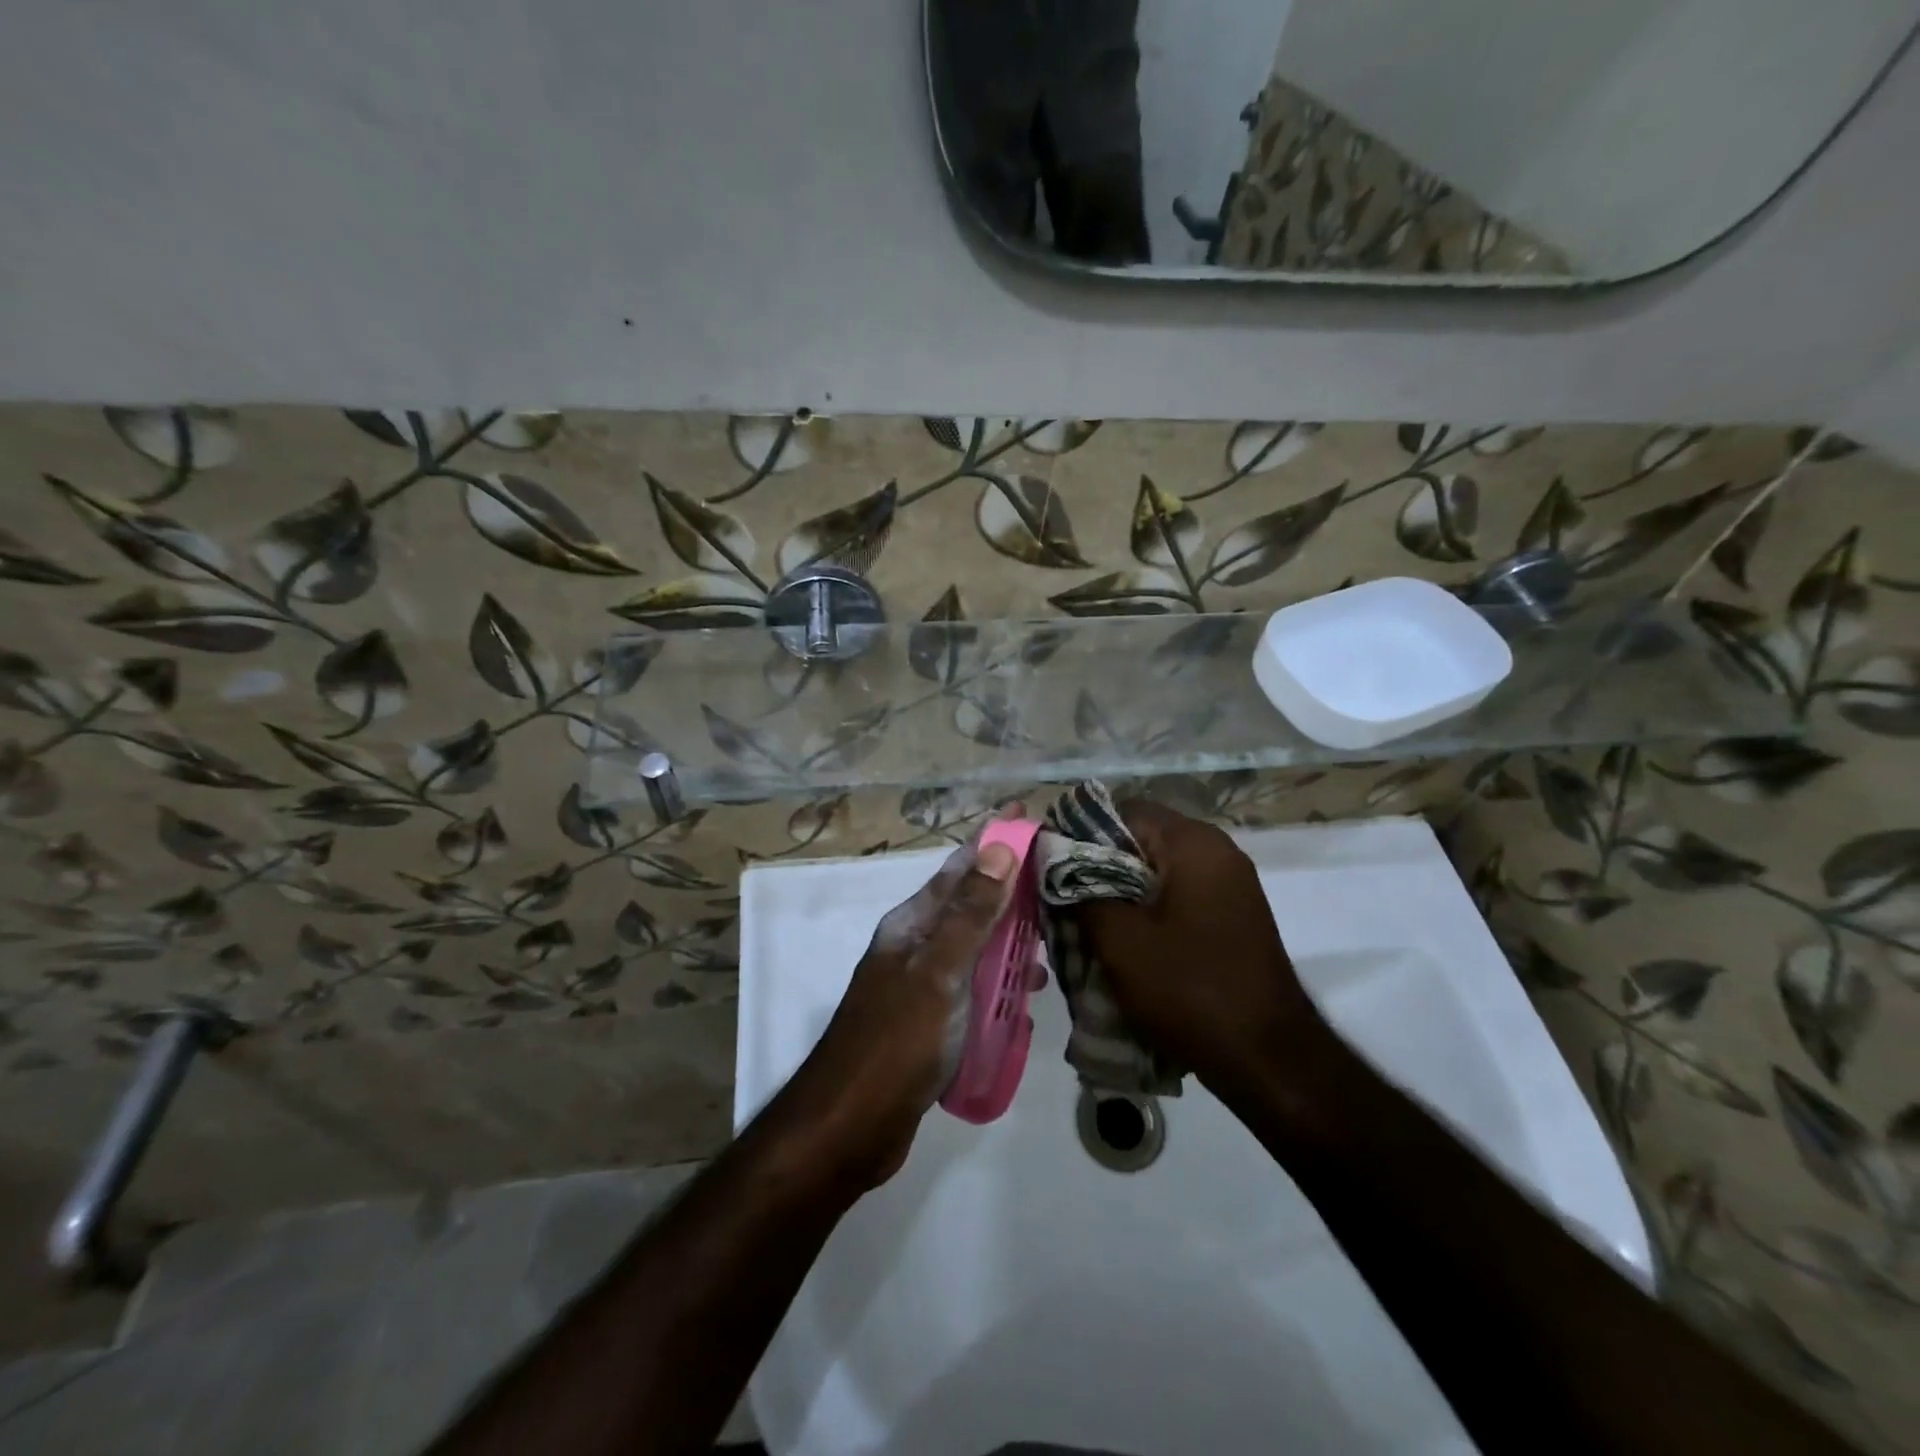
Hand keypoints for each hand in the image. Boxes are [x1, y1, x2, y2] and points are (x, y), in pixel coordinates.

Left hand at [784, 821, 1020, 1186]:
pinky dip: (1002, 983)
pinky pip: (976, 988)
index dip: (993, 841)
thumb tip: (998, 846)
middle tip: (1061, 882)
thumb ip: (970, 912)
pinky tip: (1028, 997)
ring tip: (1056, 941)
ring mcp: (924, 985)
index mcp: (913, 924)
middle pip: (972, 905)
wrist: (852, 1126)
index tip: (1030, 817)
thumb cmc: (897, 1041)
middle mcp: (918, 946)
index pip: (960, 867)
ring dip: (1012, 940)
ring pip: (977, 948)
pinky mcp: (934, 1022)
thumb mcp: (939, 971)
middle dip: (1012, 890)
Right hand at [1078, 802, 1329, 1099]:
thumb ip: (1081, 891)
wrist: (1270, 1060)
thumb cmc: (1189, 989)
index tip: (1052, 869)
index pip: (1123, 811)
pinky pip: (1179, 896)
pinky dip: (1149, 911)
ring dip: (1122, 893)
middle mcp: (1217, 850)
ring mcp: (1231, 884)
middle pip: (1141, 840)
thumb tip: (1057, 863)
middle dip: (1099, 868)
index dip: (1081, 835)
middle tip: (1066, 902)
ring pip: (1157, 871)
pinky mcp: (1234, 915)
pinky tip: (1128, 945)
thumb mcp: (1119, 941)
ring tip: (1090, 928)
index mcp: (1192, 842)